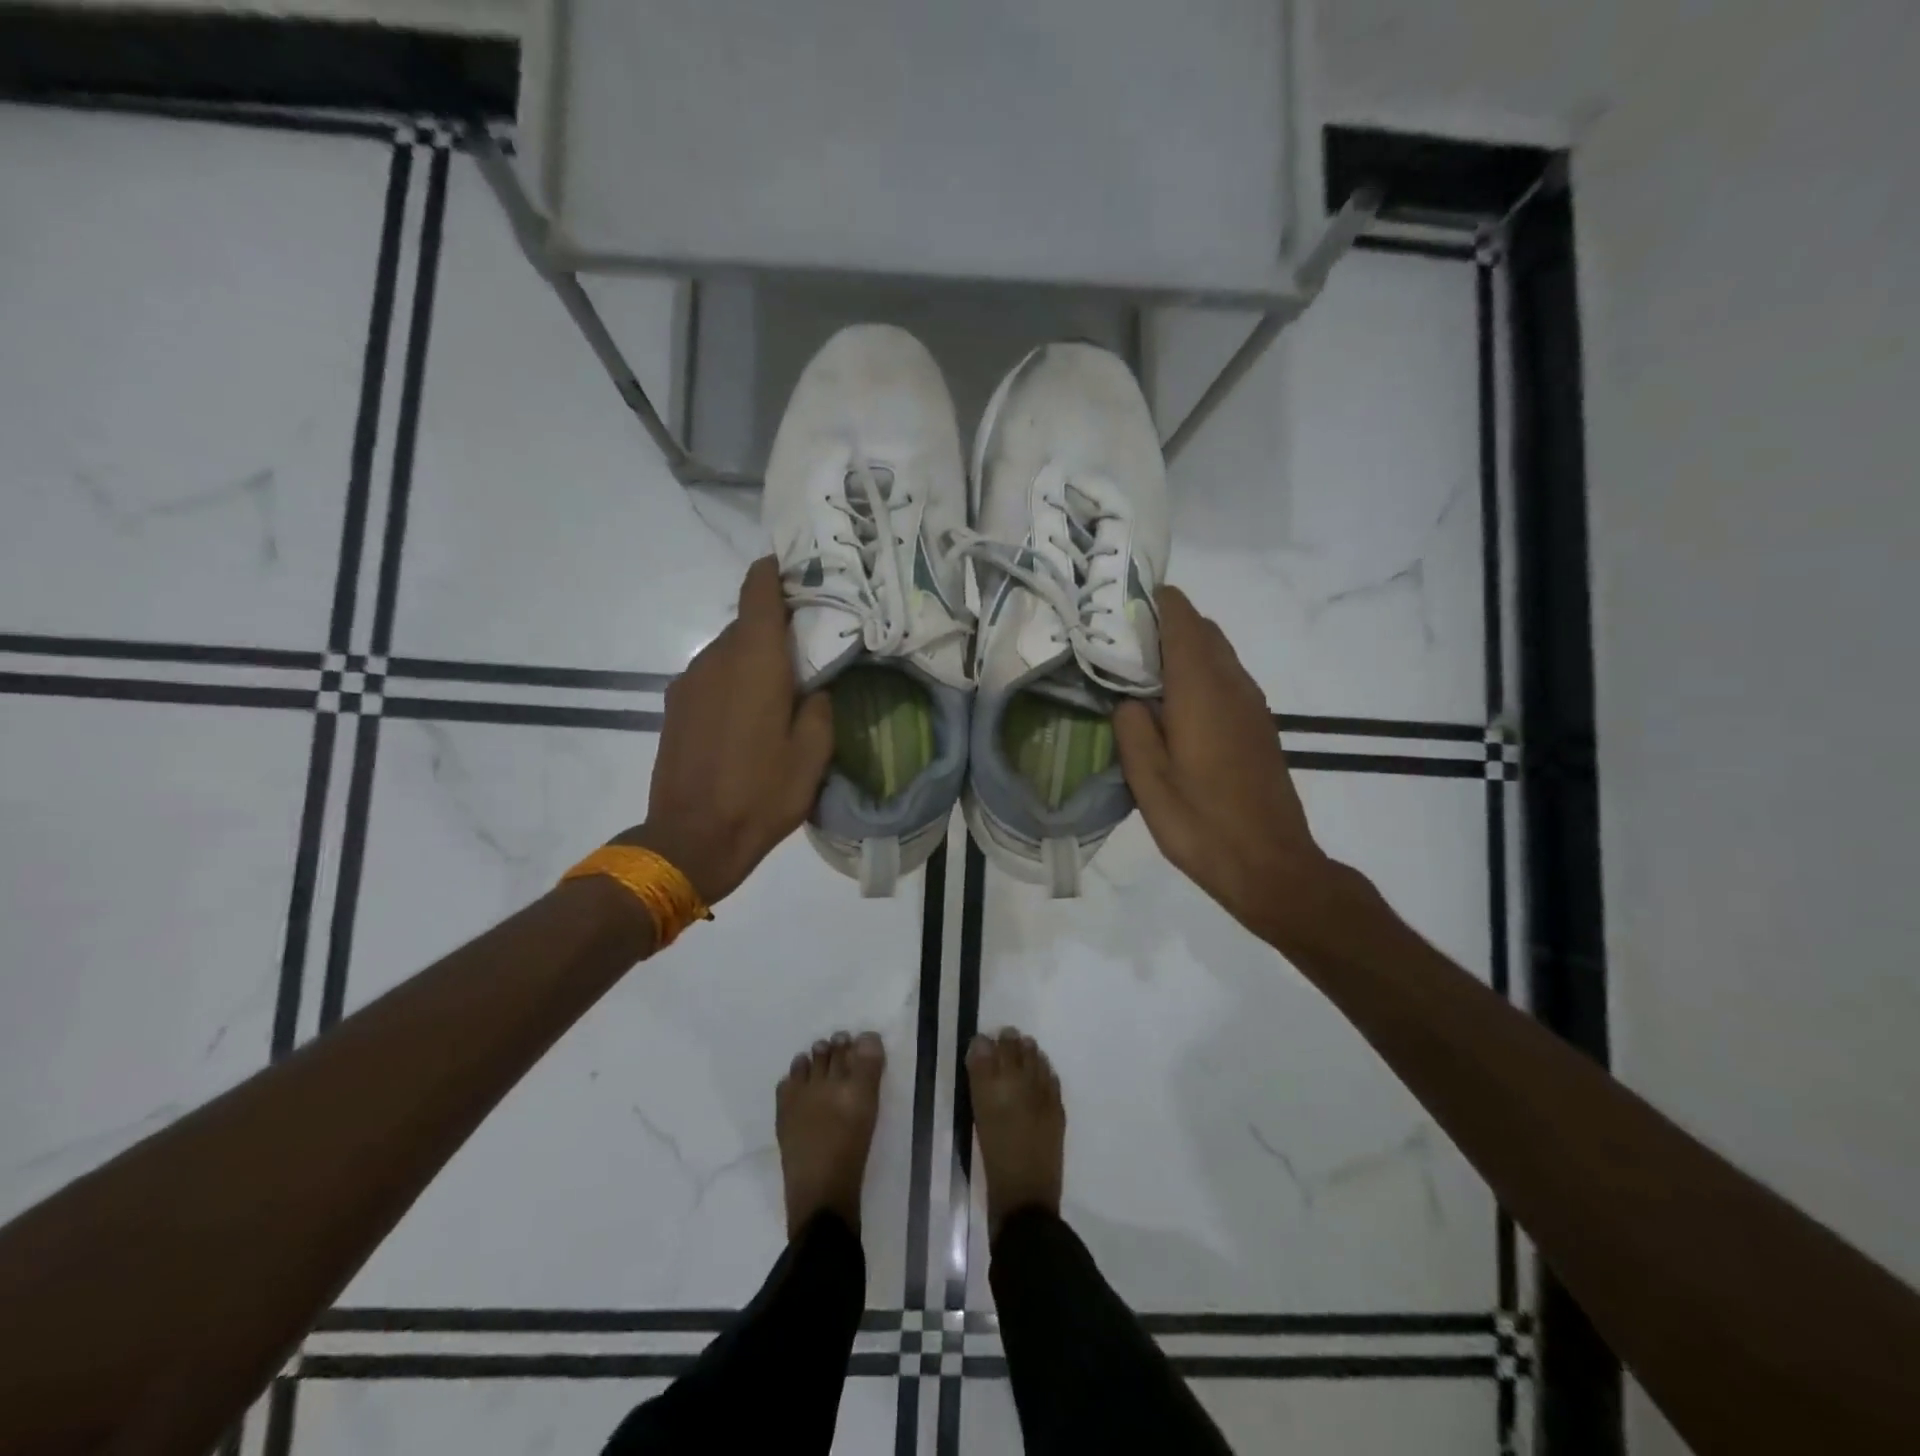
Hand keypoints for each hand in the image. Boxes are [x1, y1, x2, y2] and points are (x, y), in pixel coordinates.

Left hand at [622, 557, 833, 905]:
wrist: (692, 838)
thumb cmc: (762, 793)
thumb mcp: (814, 754)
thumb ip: (820, 706)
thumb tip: (814, 686)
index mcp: (755, 661)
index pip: (758, 592)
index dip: (775, 572)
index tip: (796, 570)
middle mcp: (716, 659)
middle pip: (746, 623)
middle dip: (776, 626)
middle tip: (809, 645)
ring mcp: (688, 682)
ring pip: (727, 651)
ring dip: (754, 657)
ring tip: (782, 687)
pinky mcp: (674, 707)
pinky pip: (711, 676)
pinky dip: (733, 680)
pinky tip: (749, 714)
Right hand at [1113, 587, 1343, 946]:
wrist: (1271, 865)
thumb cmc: (1202, 824)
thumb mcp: (1148, 781)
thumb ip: (1132, 728)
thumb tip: (1128, 699)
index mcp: (1201, 690)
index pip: (1182, 618)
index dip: (1152, 601)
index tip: (1116, 604)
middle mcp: (1232, 685)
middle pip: (1202, 629)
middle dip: (1163, 623)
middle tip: (1118, 642)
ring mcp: (1251, 704)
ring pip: (1216, 653)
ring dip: (1181, 649)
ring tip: (1138, 672)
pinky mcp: (1258, 725)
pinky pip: (1225, 678)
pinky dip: (1198, 673)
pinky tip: (1171, 707)